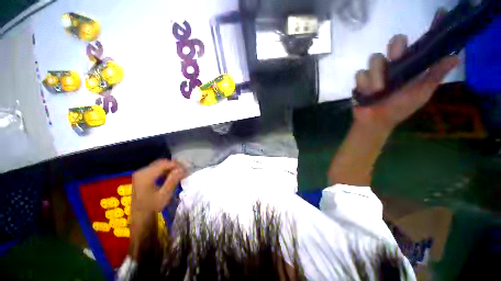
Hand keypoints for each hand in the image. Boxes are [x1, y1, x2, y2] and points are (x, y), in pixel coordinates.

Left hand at [129, 159, 184, 258]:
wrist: (140, 216)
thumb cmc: (152, 207)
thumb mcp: (164, 194)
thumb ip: (172, 180)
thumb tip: (182, 169)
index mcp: (145, 175)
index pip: (164, 164)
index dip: (177, 165)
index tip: (186, 169)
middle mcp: (141, 171)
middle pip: (161, 162)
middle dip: (174, 165)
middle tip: (184, 171)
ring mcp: (141, 173)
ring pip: (159, 165)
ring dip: (170, 168)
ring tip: (179, 173)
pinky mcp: (141, 176)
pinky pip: (155, 169)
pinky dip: (164, 170)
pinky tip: (170, 176)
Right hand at [353, 34, 458, 130]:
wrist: (377, 121)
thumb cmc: (400, 108)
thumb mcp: (421, 93)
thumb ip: (435, 76)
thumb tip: (455, 57)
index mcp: (410, 66)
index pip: (421, 44)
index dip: (432, 29)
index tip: (441, 13)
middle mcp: (394, 63)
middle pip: (395, 42)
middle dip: (396, 47)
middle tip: (396, 57)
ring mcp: (376, 71)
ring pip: (374, 58)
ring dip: (376, 74)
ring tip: (378, 90)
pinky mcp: (361, 79)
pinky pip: (360, 74)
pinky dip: (364, 84)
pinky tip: (367, 93)